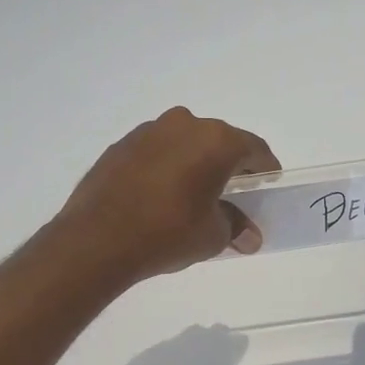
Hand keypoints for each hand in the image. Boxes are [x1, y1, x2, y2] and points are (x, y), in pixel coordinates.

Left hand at [58, 107, 279, 281]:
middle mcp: (184, 124)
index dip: (265, 170)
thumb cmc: (168, 233)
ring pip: (185, 143)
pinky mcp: (121, 145)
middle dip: (229, 165)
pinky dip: (166, 167)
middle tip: (233, 194)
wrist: (97, 240)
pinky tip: (161, 195)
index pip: (254, 149)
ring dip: (195, 163)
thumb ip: (236, 227)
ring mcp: (149, 131)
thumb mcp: (213, 236)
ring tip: (193, 195)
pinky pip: (157, 151)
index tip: (267, 187)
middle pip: (219, 141)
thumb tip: (249, 236)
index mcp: (216, 140)